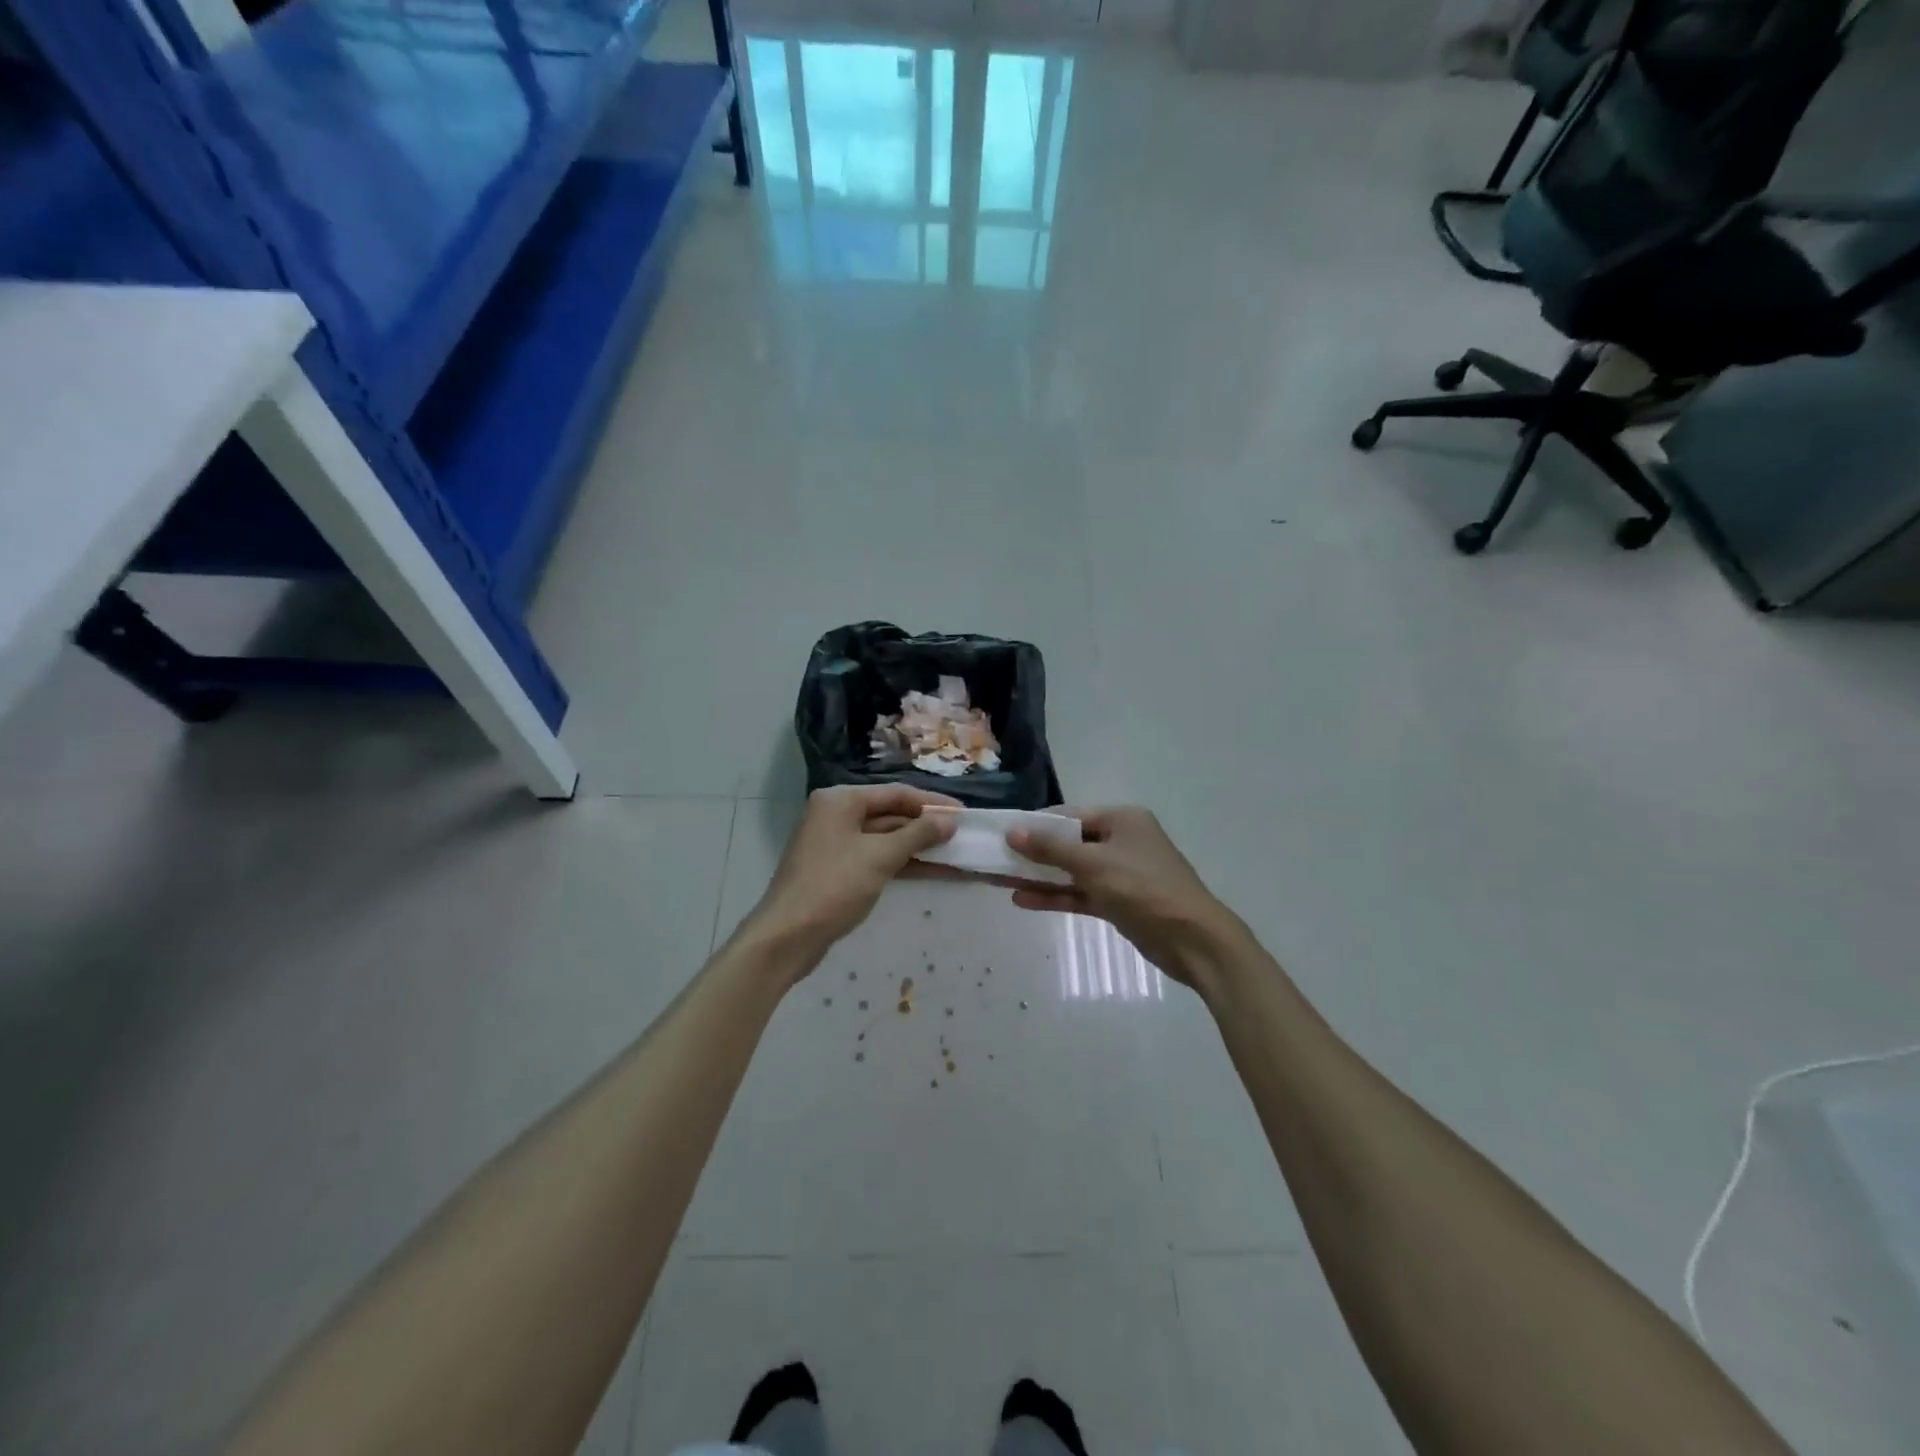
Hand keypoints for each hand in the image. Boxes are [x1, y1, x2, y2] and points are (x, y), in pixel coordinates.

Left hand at [744, 785, 958, 973]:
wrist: (787, 937)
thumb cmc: (833, 886)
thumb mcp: (880, 857)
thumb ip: (918, 835)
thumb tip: (949, 821)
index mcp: (841, 800)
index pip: (896, 793)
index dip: (932, 803)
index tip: (964, 813)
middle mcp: (836, 815)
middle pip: (891, 814)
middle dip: (927, 826)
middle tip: (963, 835)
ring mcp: (837, 844)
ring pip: (886, 839)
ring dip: (919, 847)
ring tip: (956, 853)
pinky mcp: (839, 870)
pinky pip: (878, 858)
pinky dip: (903, 863)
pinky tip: (934, 870)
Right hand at [1007, 807, 1244, 986]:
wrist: (1193, 940)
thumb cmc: (1143, 889)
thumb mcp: (1093, 864)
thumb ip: (1051, 848)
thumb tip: (1012, 831)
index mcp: (1121, 819)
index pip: (1069, 815)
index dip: (1035, 824)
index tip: (1002, 834)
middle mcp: (1120, 840)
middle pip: (1069, 842)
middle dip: (1034, 852)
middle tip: (996, 859)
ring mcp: (1120, 872)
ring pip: (1072, 870)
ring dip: (1040, 876)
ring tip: (1001, 880)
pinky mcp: (1118, 901)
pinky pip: (1080, 893)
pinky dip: (1056, 895)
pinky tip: (1024, 900)